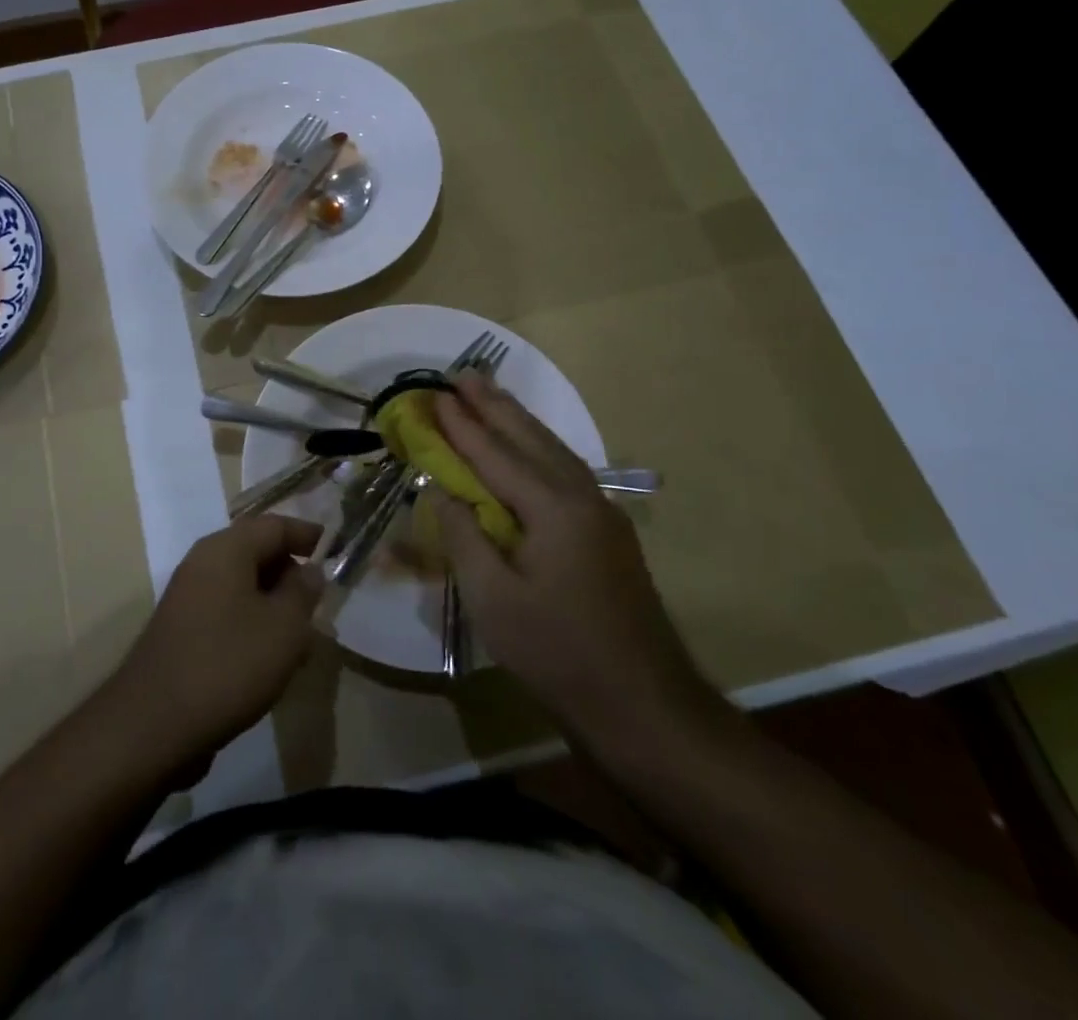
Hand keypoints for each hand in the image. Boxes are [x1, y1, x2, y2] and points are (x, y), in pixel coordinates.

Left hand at [105, 516, 322, 768]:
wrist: (154, 724)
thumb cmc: (229, 664)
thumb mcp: (283, 627)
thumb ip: (303, 592)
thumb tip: (309, 570)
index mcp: (226, 549)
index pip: (274, 525)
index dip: (307, 534)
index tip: (336, 549)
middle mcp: (203, 563)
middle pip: (256, 551)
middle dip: (291, 572)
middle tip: (320, 602)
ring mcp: (188, 597)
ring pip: (242, 585)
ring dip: (274, 602)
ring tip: (302, 637)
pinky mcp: (182, 630)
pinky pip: (227, 611)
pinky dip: (253, 623)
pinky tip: (270, 659)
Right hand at [432, 372, 718, 745]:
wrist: (643, 704)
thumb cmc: (558, 652)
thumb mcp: (493, 599)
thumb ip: (464, 536)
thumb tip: (442, 491)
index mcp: (553, 508)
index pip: (495, 455)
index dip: (461, 426)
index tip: (434, 395)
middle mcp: (581, 496)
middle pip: (530, 438)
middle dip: (493, 405)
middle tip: (463, 374)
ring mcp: (601, 512)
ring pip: (553, 450)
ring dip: (517, 420)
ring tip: (489, 395)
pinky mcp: (607, 532)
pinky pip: (565, 470)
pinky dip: (537, 447)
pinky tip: (528, 447)